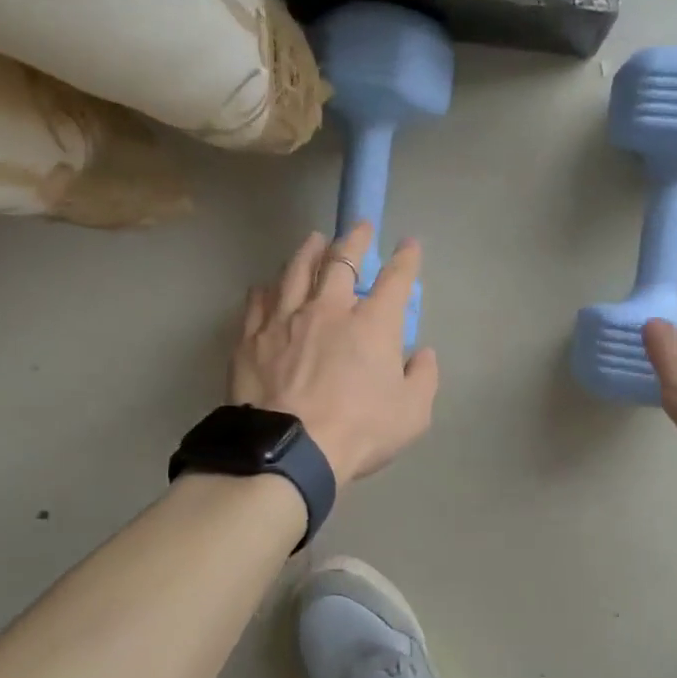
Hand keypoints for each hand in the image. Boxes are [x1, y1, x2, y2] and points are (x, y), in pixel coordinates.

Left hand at [230, 223, 439, 487]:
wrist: (290, 450)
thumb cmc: (359, 430)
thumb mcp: (413, 413)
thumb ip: (424, 378)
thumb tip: (423, 355)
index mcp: (373, 323)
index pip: (396, 279)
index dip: (406, 259)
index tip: (410, 244)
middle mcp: (329, 309)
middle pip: (341, 261)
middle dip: (354, 240)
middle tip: (359, 228)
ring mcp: (286, 319)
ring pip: (296, 271)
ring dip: (308, 251)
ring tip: (314, 239)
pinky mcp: (252, 338)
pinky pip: (258, 302)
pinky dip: (266, 289)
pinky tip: (266, 285)